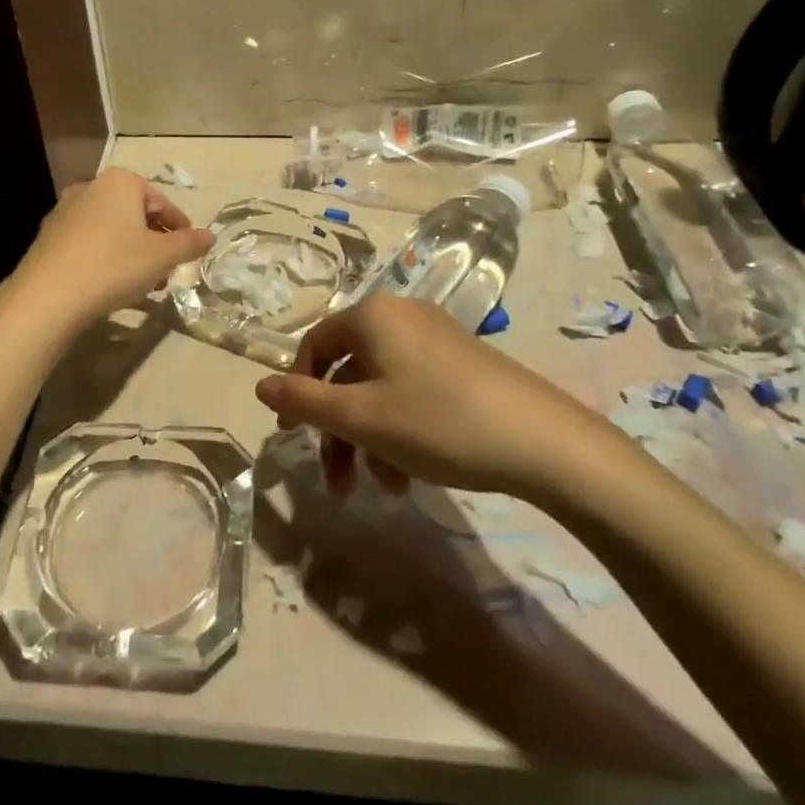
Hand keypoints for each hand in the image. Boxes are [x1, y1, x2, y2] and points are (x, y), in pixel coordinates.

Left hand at [5, 168, 212, 329]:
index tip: (189, 250)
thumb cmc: (114, 266)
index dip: (180, 226)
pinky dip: (107, 258)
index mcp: (120, 182)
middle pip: (135, 214)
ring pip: (112, 230)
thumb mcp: (162, 257)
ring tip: (145, 284)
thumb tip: (210, 236)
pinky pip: (89, 243)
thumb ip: (189, 243)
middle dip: (155, 242)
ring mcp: (64, 212)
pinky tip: (113, 286)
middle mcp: (90, 188)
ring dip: (133, 252)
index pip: (161, 201)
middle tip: (168, 270)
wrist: (48, 296)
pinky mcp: (48, 238)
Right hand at [253, 291, 614, 499]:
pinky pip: (412, 391)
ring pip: (380, 388)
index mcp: (372, 315)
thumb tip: (260, 386)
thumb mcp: (360, 418)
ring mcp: (436, 338)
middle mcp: (401, 315)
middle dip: (338, 430)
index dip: (298, 392)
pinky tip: (410, 476)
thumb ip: (303, 402)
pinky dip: (400, 430)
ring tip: (381, 488)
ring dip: (369, 439)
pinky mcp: (462, 364)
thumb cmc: (438, 422)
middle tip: (337, 480)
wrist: (544, 442)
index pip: (314, 346)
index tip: (294, 437)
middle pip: (348, 371)